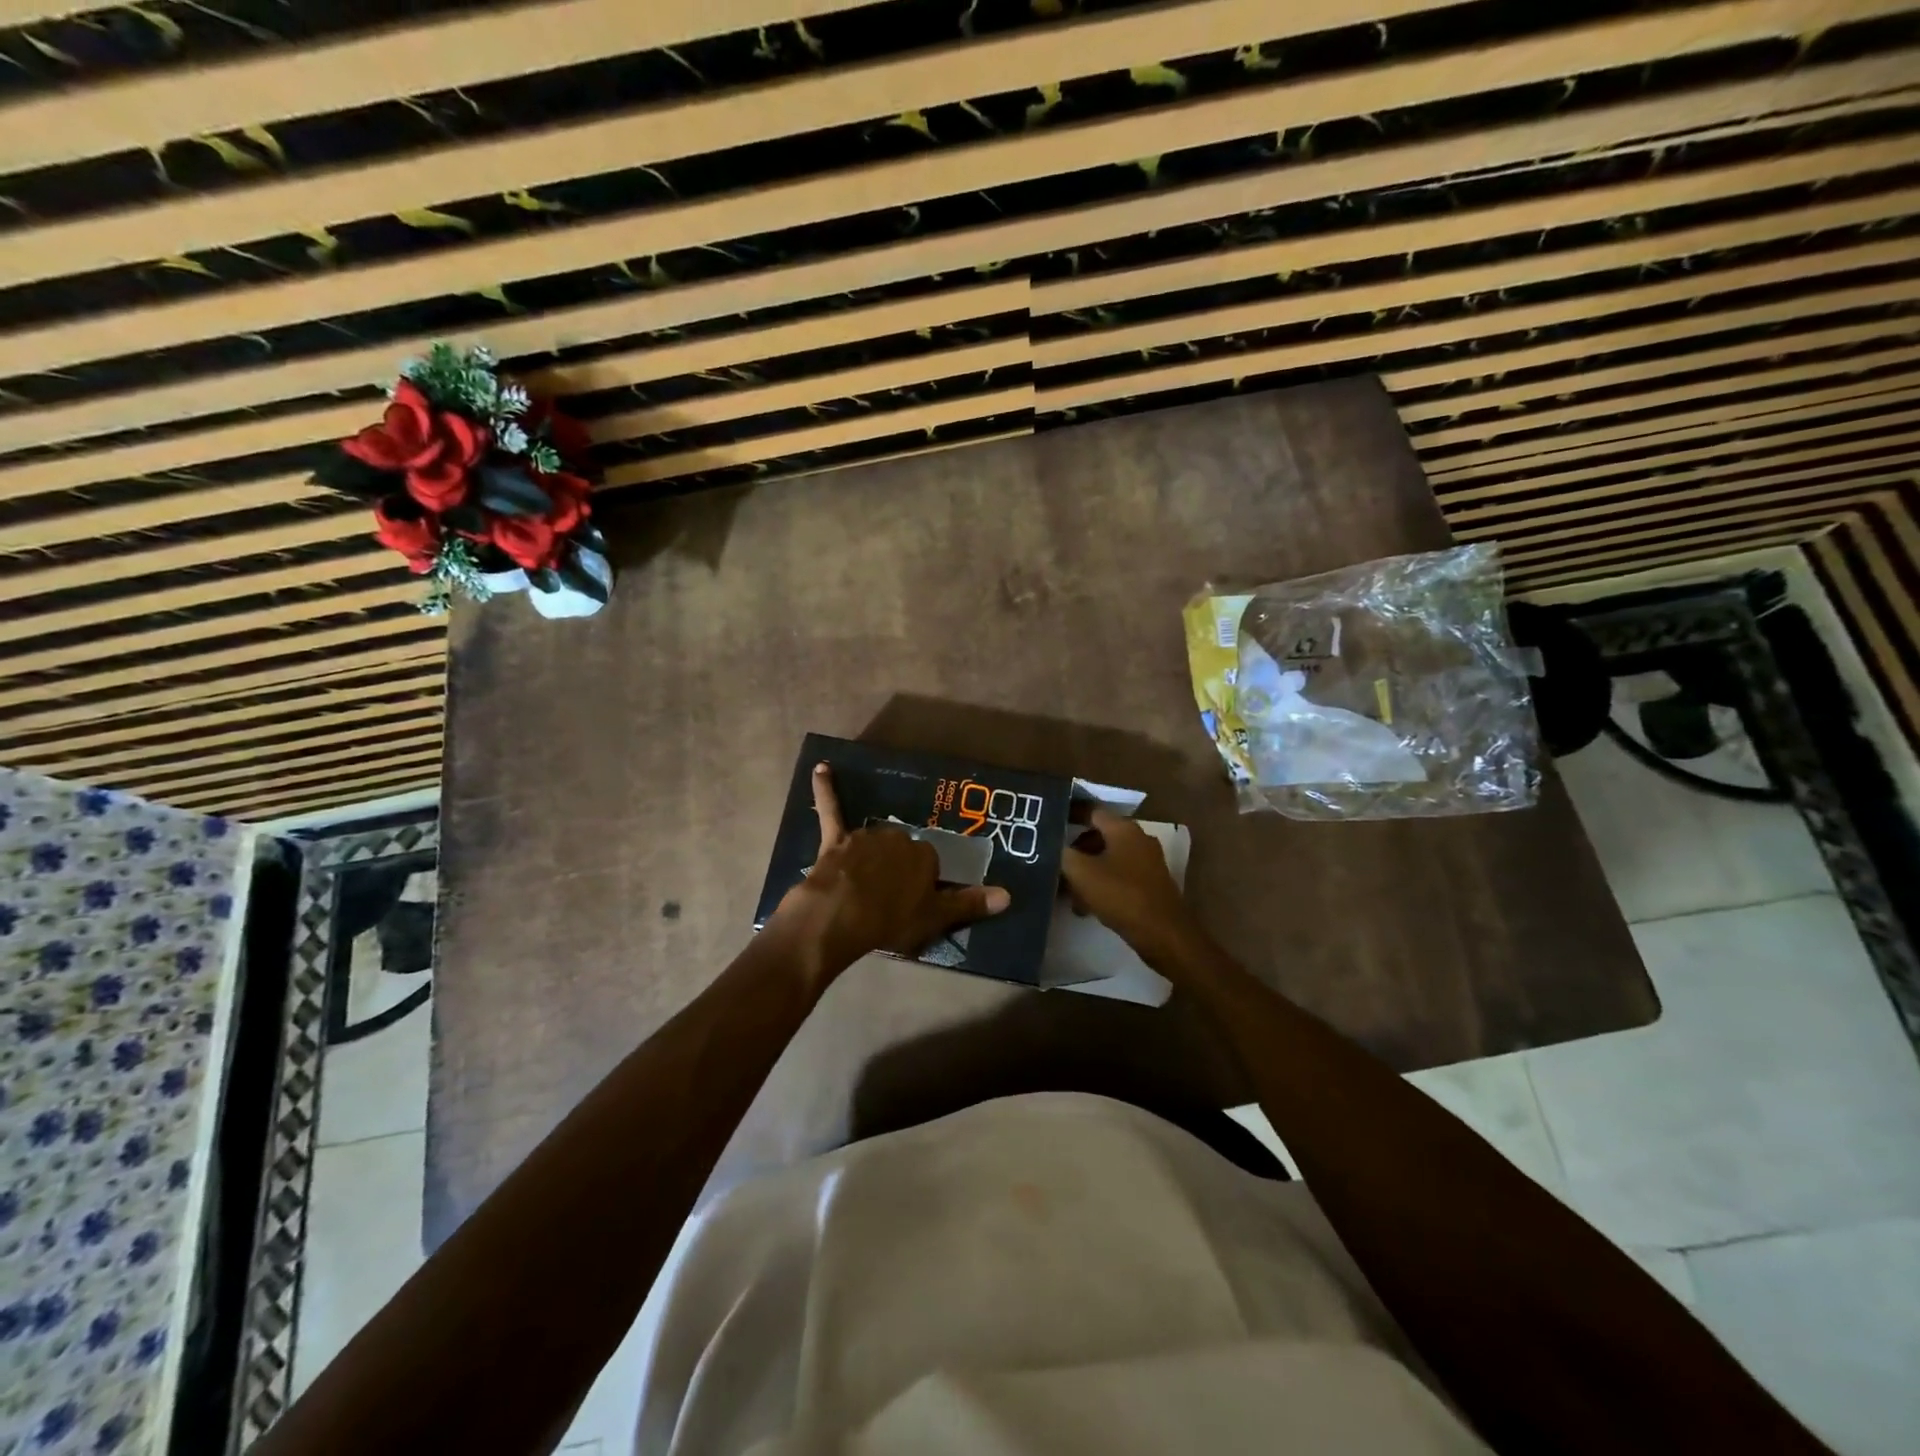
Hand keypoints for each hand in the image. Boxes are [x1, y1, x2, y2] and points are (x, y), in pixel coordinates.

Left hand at [771, 763, 1009, 976]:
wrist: (838, 918)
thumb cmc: (890, 920)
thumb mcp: (935, 917)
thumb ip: (970, 903)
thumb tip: (1008, 895)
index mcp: (923, 855)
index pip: (929, 864)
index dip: (922, 884)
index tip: (915, 901)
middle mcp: (897, 838)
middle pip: (902, 850)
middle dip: (898, 868)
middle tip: (890, 896)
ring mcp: (865, 837)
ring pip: (874, 840)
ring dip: (873, 855)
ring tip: (865, 883)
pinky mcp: (835, 840)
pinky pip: (830, 809)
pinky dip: (825, 789)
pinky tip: (821, 767)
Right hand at [1061, 809, 1202, 965]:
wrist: (1164, 934)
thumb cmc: (1121, 896)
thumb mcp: (1082, 873)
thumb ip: (1063, 854)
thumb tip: (1053, 845)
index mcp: (1124, 829)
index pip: (1092, 811)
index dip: (1069, 815)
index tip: (1049, 824)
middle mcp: (1139, 839)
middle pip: (1100, 836)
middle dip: (1075, 850)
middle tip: (1055, 863)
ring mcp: (1148, 862)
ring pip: (1108, 858)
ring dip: (1087, 871)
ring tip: (1067, 893)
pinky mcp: (1151, 884)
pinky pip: (1119, 876)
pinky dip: (1101, 884)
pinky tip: (1087, 906)